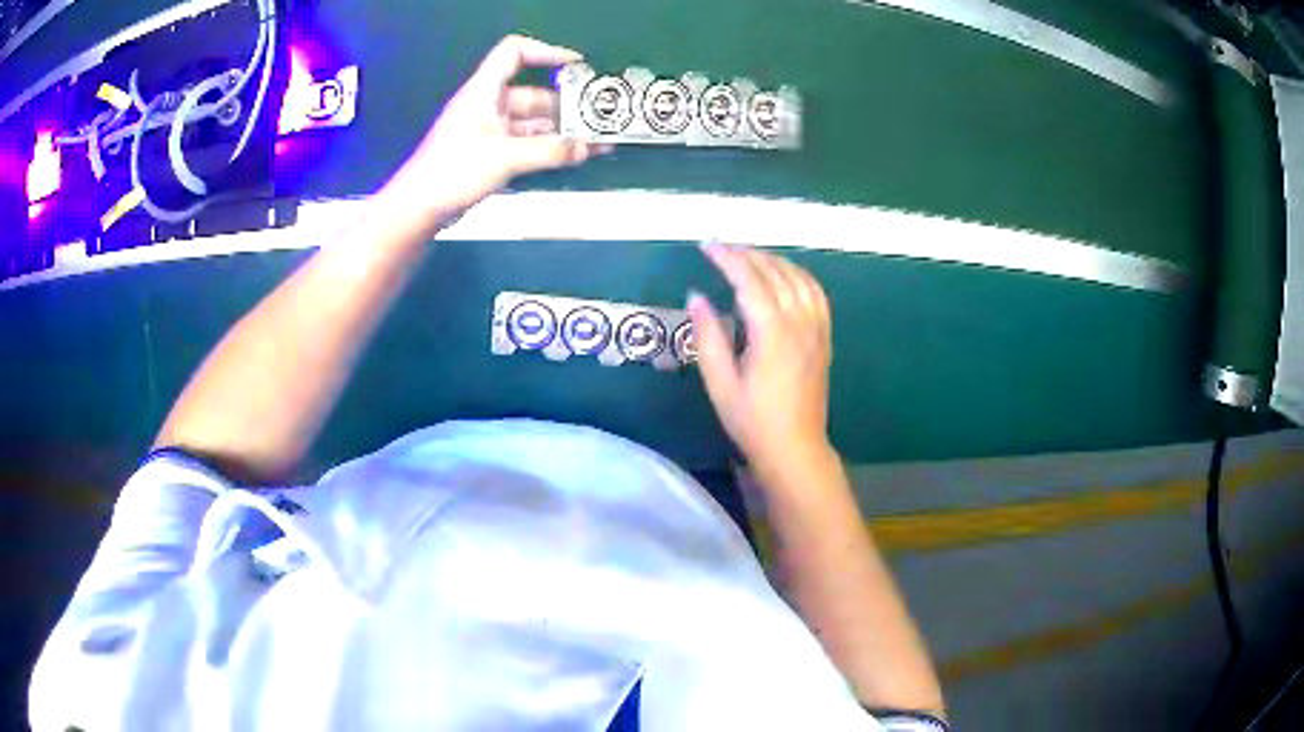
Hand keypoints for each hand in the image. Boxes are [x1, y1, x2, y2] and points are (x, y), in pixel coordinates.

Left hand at [393, 35, 609, 223]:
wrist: (418, 208)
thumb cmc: (454, 171)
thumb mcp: (504, 157)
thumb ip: (548, 151)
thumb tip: (587, 148)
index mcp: (484, 91)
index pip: (514, 53)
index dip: (546, 52)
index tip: (577, 65)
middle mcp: (488, 105)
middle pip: (533, 93)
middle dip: (566, 105)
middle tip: (598, 118)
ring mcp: (489, 131)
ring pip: (533, 123)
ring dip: (561, 131)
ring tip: (596, 141)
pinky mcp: (490, 154)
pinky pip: (526, 144)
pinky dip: (548, 148)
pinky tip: (574, 156)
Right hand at [688, 243, 834, 480]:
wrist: (795, 449)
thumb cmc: (752, 421)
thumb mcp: (720, 383)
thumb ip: (707, 337)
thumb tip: (696, 296)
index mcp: (772, 333)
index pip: (750, 280)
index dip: (727, 258)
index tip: (706, 246)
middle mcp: (799, 322)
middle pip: (775, 272)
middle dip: (747, 253)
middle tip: (720, 246)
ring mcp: (817, 328)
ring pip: (798, 278)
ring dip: (773, 260)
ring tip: (748, 255)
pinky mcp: (824, 337)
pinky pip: (816, 293)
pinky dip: (799, 275)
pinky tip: (785, 274)